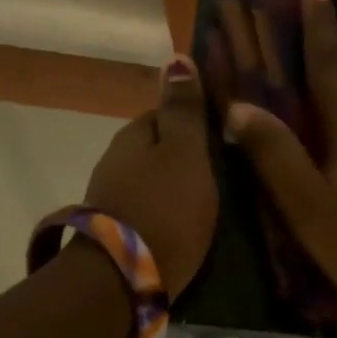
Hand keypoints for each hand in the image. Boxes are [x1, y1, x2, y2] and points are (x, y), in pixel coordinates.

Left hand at [83, 59, 218, 294]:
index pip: (163, 114)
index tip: (224, 138)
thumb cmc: (164, 209)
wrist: (124, 280)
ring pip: (151, 182)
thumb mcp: (184, 153)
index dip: (194, 122)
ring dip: (175, 188)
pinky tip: (186, 228)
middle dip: (185, 157)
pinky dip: (166, 215)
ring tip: (210, 203)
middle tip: (225, 174)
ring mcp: (111, 200)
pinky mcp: (117, 235)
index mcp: (132, 136)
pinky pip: (148, 212)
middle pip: (156, 150)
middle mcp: (114, 163)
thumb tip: (175, 57)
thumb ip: (184, 111)